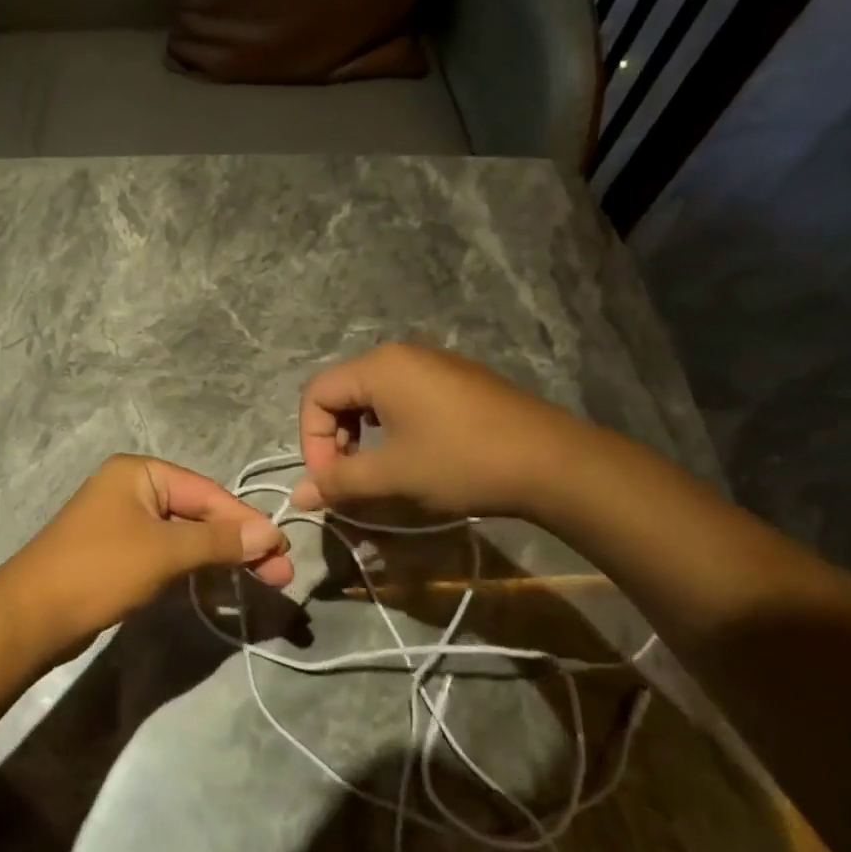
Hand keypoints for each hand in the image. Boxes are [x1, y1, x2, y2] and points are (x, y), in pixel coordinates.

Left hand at [0, 454, 292, 652]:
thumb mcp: (165, 552)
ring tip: (261, 581)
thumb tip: (270, 533)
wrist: (31, 617)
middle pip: (198, 513)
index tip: (282, 550)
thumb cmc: (100, 570)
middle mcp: (133, 489)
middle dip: (238, 543)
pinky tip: (220, 588)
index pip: (207, 492)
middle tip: (279, 574)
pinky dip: (193, 570)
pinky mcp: (119, 554)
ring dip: (220, 559)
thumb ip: (219, 540)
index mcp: (140, 473)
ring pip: (185, 537)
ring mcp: (124, 523)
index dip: (246, 521)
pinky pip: (167, 555)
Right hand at [290, 343, 594, 519]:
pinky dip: (390, 426)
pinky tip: (410, 454)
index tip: (330, 482)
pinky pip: (403, 396)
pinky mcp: (456, 380)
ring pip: (373, 396)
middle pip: (343, 391)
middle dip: (335, 438)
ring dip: (361, 434)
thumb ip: (339, 482)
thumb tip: (298, 496)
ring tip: (376, 470)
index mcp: (379, 367)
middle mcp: (401, 354)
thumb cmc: (461, 462)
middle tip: (349, 479)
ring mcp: (433, 363)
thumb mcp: (392, 475)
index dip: (312, 441)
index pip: (317, 395)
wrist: (552, 462)